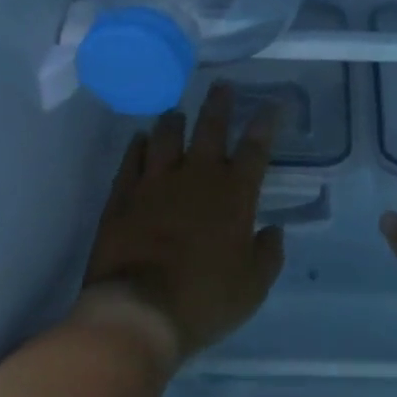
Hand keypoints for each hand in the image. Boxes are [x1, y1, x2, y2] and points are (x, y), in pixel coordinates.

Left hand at [80, 83, 285, 363]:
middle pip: (210, 128)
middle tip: (221, 85)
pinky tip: (141, 139)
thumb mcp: (253, 285)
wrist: (139, 310)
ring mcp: (155, 182)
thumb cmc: (205, 299)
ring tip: (177, 111)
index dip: (266, 122)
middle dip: (219, 104)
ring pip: (167, 136)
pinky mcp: (123, 194)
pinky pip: (132, 159)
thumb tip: (273, 231)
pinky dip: (139, 145)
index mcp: (234, 194)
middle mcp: (197, 176)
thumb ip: (268, 253)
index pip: (256, 147)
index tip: (273, 103)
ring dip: (174, 120)